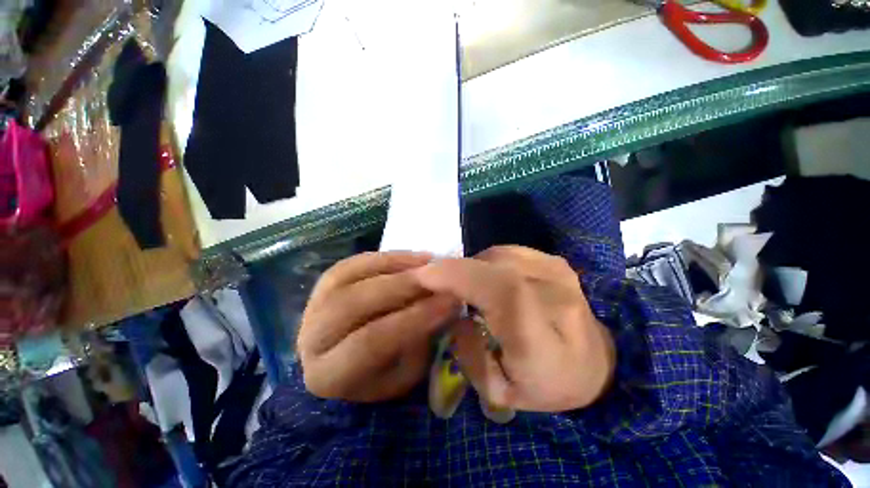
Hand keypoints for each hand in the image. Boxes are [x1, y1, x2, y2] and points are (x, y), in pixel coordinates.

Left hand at [297, 251, 459, 401]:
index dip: (412, 319)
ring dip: (395, 266)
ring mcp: (313, 304)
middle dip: (403, 287)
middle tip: (440, 278)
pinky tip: (412, 257)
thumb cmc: (380, 375)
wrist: (349, 360)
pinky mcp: (325, 283)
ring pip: (350, 276)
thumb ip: (420, 341)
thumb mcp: (405, 374)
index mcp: (326, 375)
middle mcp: (311, 337)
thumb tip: (444, 305)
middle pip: (355, 304)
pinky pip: (353, 262)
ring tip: (429, 262)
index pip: (369, 342)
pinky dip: (385, 257)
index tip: (449, 303)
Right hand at [413, 246, 615, 411]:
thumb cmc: (548, 385)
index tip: (424, 274)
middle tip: (436, 283)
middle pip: (493, 267)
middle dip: (455, 269)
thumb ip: (469, 354)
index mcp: (544, 339)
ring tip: (466, 288)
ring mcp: (558, 272)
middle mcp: (556, 295)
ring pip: (496, 256)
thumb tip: (454, 312)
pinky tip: (487, 280)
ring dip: (472, 267)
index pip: (501, 291)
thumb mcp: (500, 391)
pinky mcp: (555, 261)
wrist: (595, 364)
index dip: (459, 275)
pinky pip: (507, 252)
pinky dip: (487, 261)